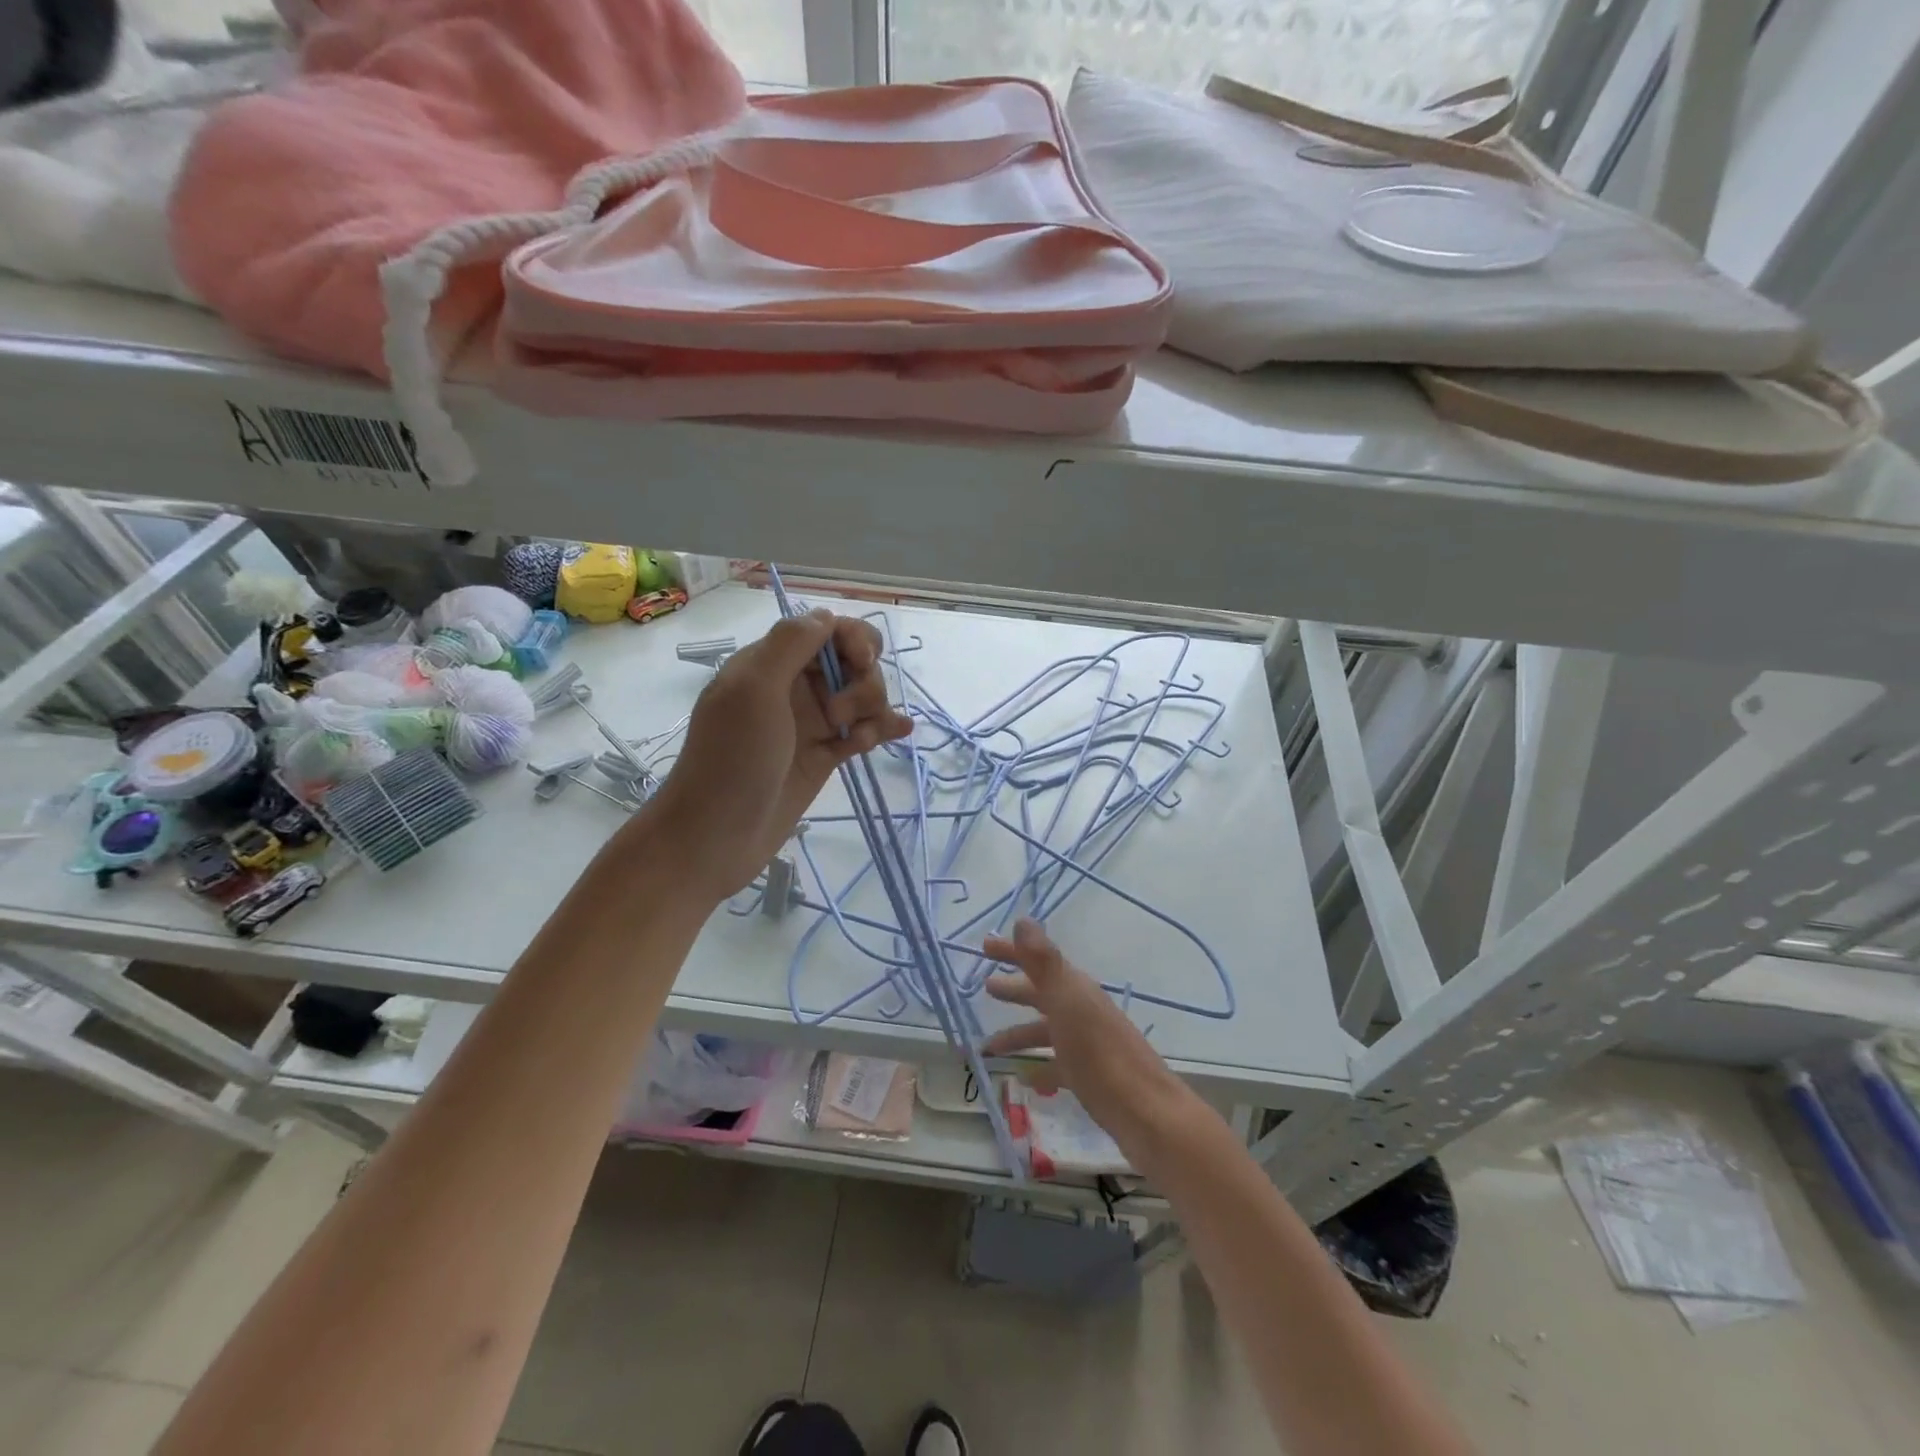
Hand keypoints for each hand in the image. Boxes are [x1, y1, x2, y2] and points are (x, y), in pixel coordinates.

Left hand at [642, 609, 912, 900]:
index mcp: (770, 663)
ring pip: (861, 697)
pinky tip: (899, 732)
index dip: (853, 639)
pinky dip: (882, 728)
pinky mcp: (823, 756)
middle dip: (863, 681)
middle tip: (839, 716)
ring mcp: (810, 723)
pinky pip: (862, 732)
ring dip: (871, 710)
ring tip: (855, 741)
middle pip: (851, 662)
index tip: (861, 662)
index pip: (826, 630)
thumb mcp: (752, 689)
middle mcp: (793, 687)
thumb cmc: (731, 758)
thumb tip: (828, 616)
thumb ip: (790, 645)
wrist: (716, 835)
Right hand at [982, 919, 1191, 1160]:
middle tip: (985, 987)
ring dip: (1017, 1035)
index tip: (984, 946)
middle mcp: (1080, 1010)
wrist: (1145, 1111)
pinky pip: (1056, 1065)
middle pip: (1041, 994)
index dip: (1012, 952)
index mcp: (1074, 989)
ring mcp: (1085, 1044)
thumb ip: (1043, 961)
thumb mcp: (1067, 1001)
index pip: (1037, 961)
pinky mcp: (1088, 1076)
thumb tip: (1022, 919)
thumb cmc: (1100, 1052)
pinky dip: (1038, 1067)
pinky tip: (1022, 1079)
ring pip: (1044, 1032)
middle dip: (1014, 989)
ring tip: (987, 1048)